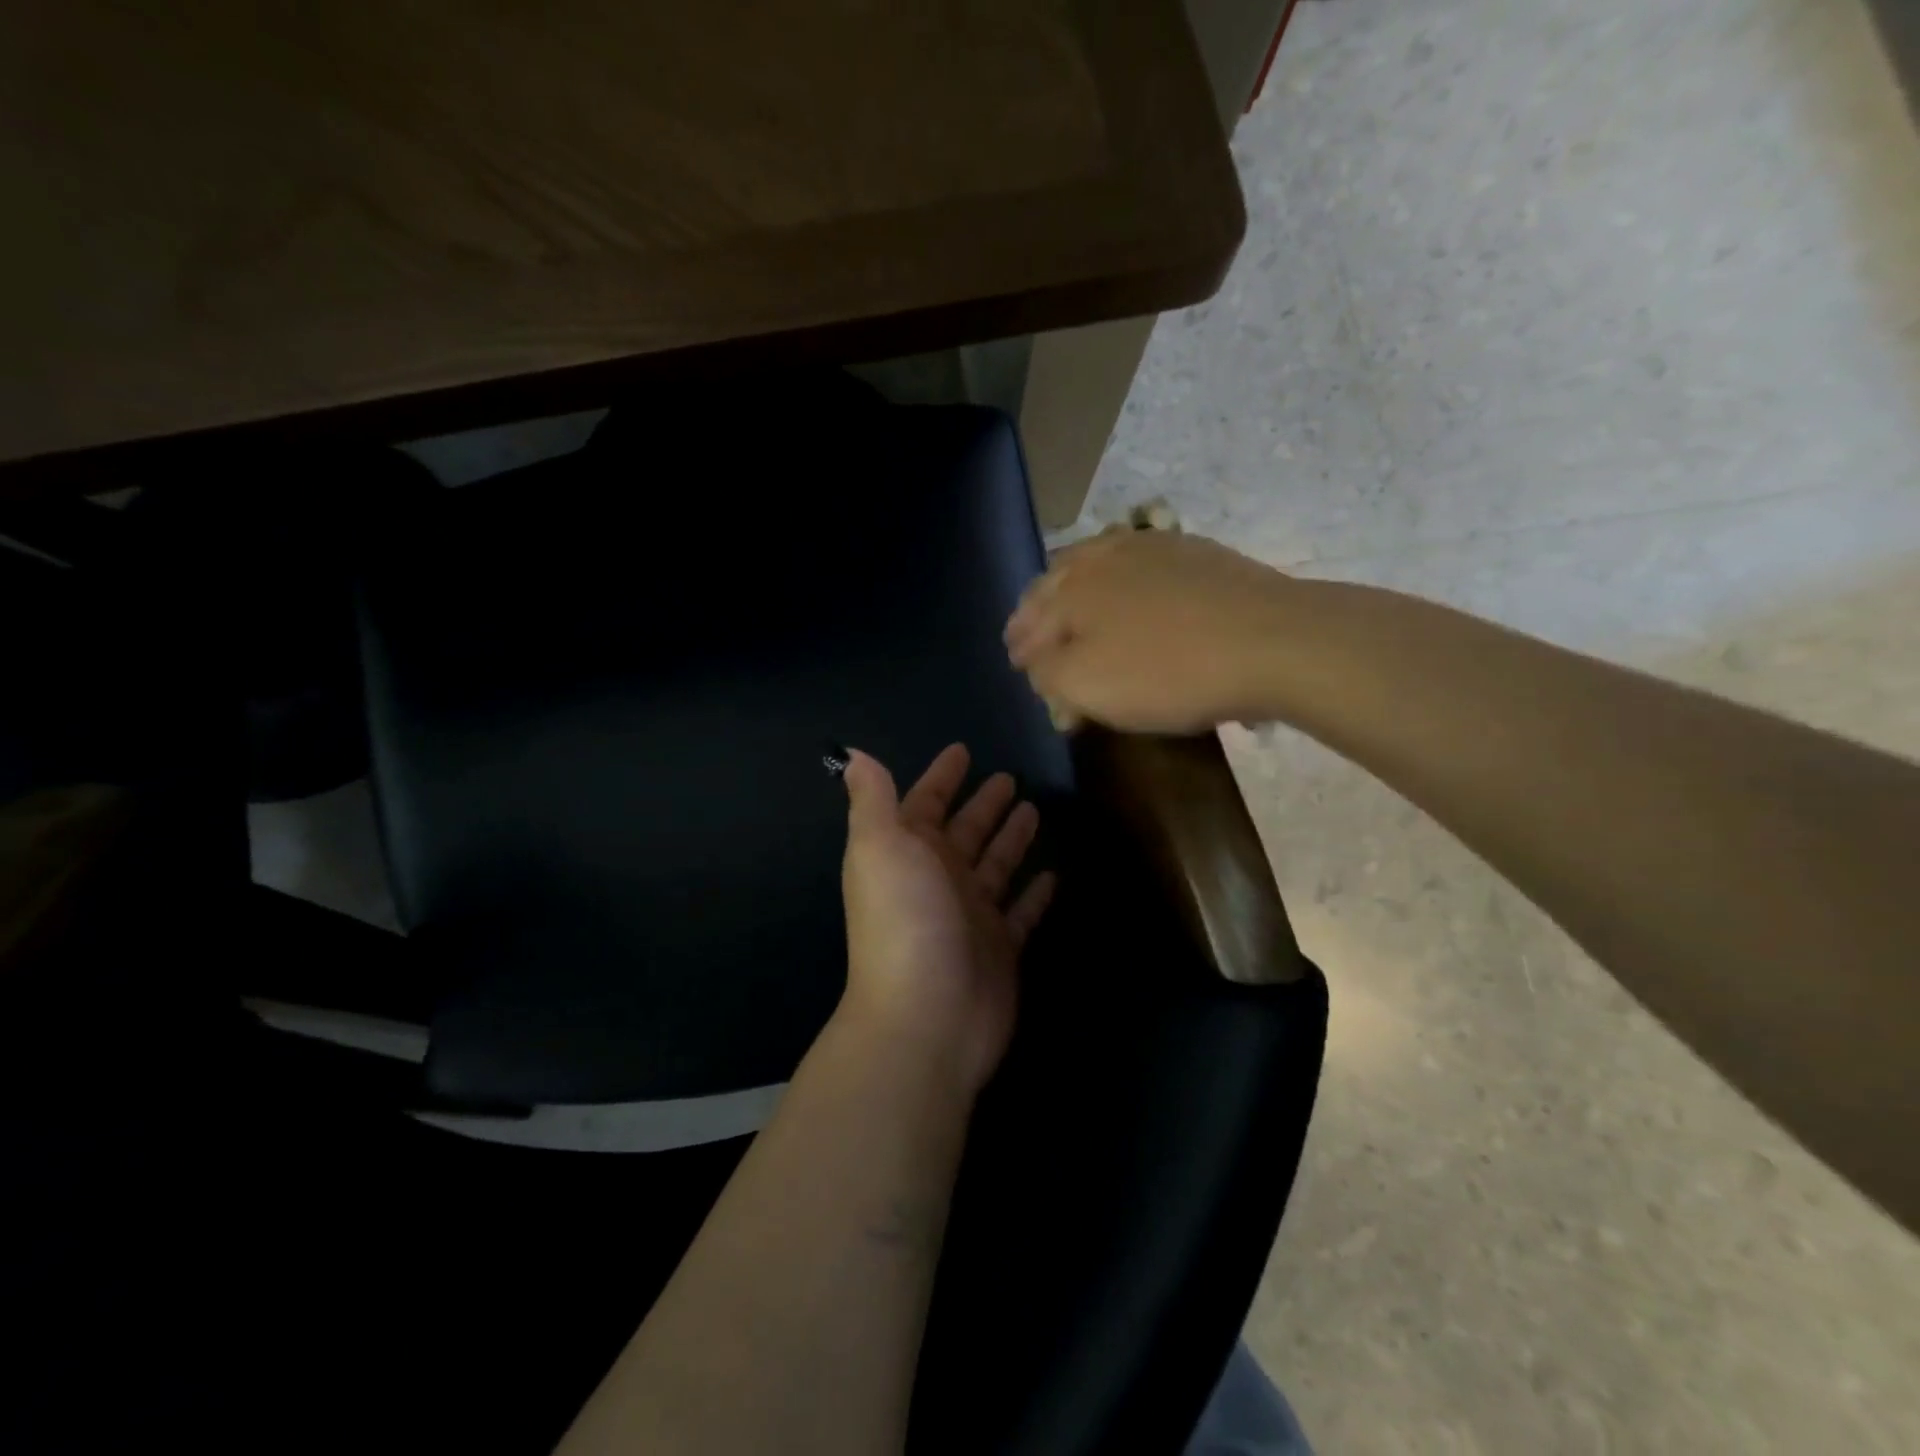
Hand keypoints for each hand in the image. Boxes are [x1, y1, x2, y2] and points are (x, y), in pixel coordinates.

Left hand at [838, 744, 1055, 1092]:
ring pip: (995, 866)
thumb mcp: (880, 846)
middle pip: (965, 832)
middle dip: (984, 804)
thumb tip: (852, 753)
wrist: (926, 1017)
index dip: (941, 777)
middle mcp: (938, 880)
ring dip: (1010, 839)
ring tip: (1034, 811)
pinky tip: (1052, 874)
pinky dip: (1033, 894)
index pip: (926, 803)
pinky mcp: (1001, 948)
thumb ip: (873, 798)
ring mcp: (971, 915)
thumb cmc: (905, 920)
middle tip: (1010, 777)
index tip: (963, 750)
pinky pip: (1022, 912)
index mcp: (908, 853)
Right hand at [1004, 530, 1295, 734]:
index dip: (1020, 645)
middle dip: (1038, 609)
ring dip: (1075, 588)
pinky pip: (1139, 562)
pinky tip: (1130, 590)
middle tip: (1032, 633)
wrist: (1272, 640)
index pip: (1030, 620)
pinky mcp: (1193, 552)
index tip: (1017, 663)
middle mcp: (1103, 557)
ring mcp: (1151, 547)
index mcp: (1071, 590)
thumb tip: (1037, 666)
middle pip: (1057, 582)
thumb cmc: (1168, 671)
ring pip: (1096, 564)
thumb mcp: (1088, 686)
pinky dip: (1121, 579)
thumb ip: (1048, 675)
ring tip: (1073, 607)